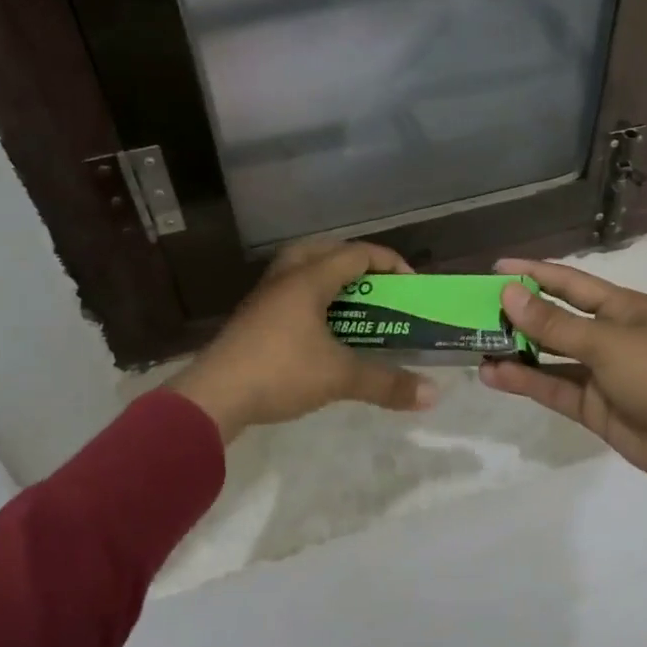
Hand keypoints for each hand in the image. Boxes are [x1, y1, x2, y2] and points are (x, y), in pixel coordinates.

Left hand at [167, 240, 437, 443]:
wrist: (213, 397)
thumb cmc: (279, 372)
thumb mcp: (339, 378)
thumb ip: (386, 383)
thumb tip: (433, 395)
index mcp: (308, 279)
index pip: (356, 253)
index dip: (389, 263)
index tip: (411, 287)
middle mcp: (285, 278)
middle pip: (323, 250)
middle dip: (354, 262)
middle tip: (375, 287)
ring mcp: (264, 297)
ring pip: (301, 268)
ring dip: (329, 279)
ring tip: (351, 305)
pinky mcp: (253, 318)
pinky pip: (289, 292)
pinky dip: (311, 298)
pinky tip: (321, 329)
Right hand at [480, 258, 646, 559]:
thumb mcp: (605, 342)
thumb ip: (554, 323)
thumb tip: (508, 294)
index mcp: (620, 308)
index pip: (569, 282)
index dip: (533, 273)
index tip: (495, 269)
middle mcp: (607, 335)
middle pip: (555, 318)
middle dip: (518, 314)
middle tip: (474, 310)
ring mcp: (599, 372)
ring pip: (549, 356)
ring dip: (516, 351)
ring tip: (476, 344)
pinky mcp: (592, 406)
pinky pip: (553, 387)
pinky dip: (525, 381)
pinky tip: (494, 376)